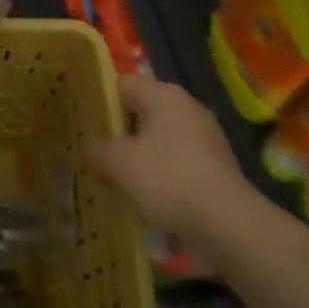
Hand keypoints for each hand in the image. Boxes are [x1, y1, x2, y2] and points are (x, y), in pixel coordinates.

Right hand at [93, 74, 264, 262]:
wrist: (226, 224)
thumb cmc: (167, 179)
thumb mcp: (118, 163)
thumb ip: (97, 149)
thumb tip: (91, 146)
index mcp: (164, 95)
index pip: (122, 83)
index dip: (99, 99)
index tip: (82, 120)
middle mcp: (187, 108)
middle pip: (141, 110)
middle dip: (118, 129)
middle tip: (93, 148)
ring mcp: (205, 137)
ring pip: (158, 137)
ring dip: (137, 153)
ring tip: (113, 173)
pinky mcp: (214, 165)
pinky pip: (175, 159)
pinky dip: (158, 171)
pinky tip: (142, 192)